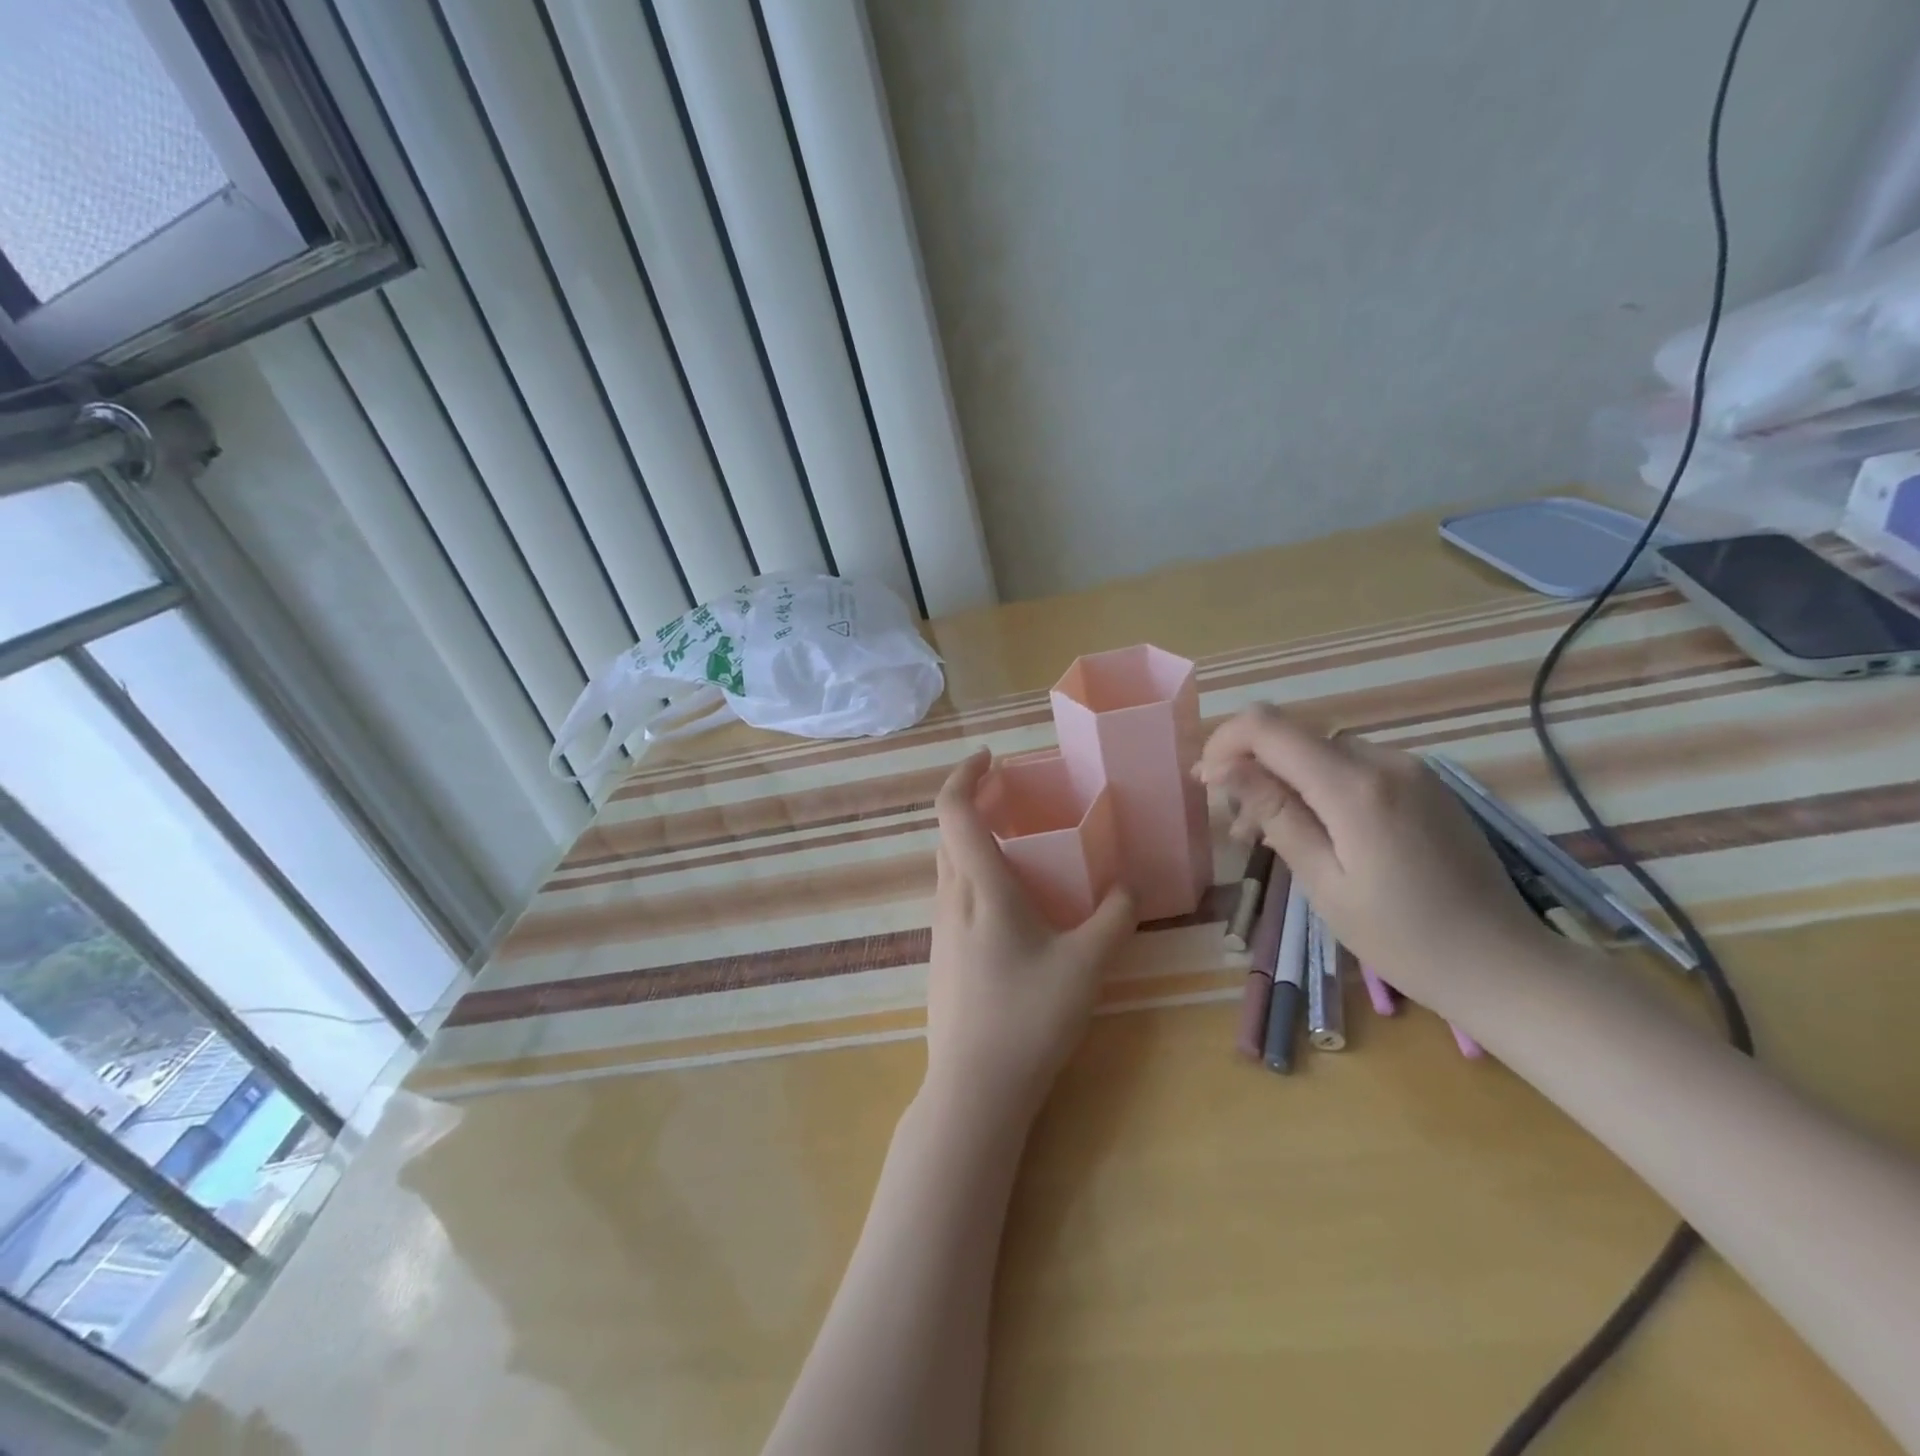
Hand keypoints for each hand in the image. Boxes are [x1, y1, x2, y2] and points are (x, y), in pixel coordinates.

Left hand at [924, 751, 1136, 1122]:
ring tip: (1020, 843)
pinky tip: (1013, 902)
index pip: (953, 810)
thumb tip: (1129, 886)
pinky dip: (975, 873)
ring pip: (949, 864)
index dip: (965, 774)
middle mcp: (950, 898)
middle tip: (1015, 796)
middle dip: (975, 802)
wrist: (973, 1088)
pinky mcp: (940, 954)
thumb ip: (1113, 918)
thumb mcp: (1086, 965)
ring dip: (975, 839)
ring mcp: (939, 928)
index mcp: (979, 887)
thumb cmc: (1028, 1017)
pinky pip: (954, 893)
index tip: (991, 757)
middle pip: (949, 832)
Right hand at [1197, 705, 1564, 1015]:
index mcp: (1355, 786)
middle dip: (1251, 770)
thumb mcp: (1323, 881)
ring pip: (1321, 753)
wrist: (1505, 966)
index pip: (1268, 728)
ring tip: (1271, 839)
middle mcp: (1385, 761)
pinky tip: (1318, 833)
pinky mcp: (1425, 786)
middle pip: (1293, 738)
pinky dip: (1320, 789)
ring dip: (1285, 782)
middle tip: (1237, 831)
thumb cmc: (1404, 938)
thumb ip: (1274, 813)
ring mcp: (1411, 770)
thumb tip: (1222, 767)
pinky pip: (1354, 769)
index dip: (1224, 743)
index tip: (1205, 783)